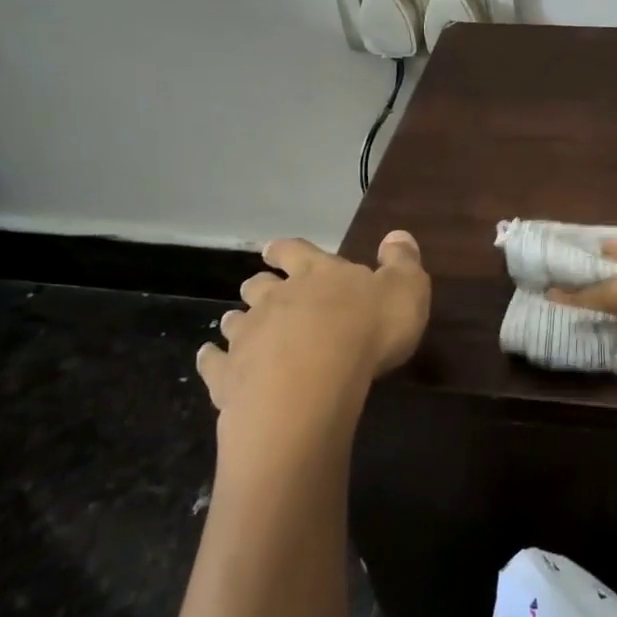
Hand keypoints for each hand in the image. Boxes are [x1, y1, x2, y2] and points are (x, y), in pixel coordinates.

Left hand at [196, 232, 429, 451]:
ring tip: (238, 326)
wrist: (312, 382)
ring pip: (235, 321)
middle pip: (259, 285)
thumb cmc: (367, 330)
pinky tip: (211, 361)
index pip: (296, 251)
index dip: (285, 250)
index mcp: (317, 274)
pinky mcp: (229, 375)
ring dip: (237, 321)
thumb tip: (398, 234)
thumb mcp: (405, 290)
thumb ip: (402, 262)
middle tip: (260, 290)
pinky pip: (213, 363)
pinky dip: (211, 360)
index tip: (272, 251)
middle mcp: (276, 298)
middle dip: (259, 286)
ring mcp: (248, 336)